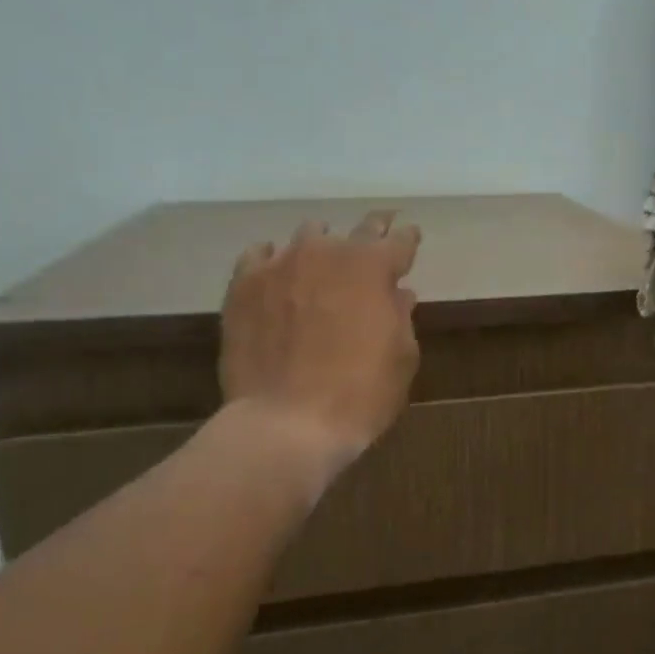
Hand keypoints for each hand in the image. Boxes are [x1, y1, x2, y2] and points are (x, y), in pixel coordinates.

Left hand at [220, 211, 421, 468]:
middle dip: (372, 232)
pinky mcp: (243, 285)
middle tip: (378, 234)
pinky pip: (260, 256)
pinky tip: (276, 272)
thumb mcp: (401, 358)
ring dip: (322, 247)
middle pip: (357, 230)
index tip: (410, 237)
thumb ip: (399, 317)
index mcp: (373, 268)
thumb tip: (397, 294)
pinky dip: (274, 260)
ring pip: (307, 237)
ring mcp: (281, 265)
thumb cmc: (360, 394)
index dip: (407, 238)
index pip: (398, 240)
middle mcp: (327, 253)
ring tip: (322, 262)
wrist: (286, 423)